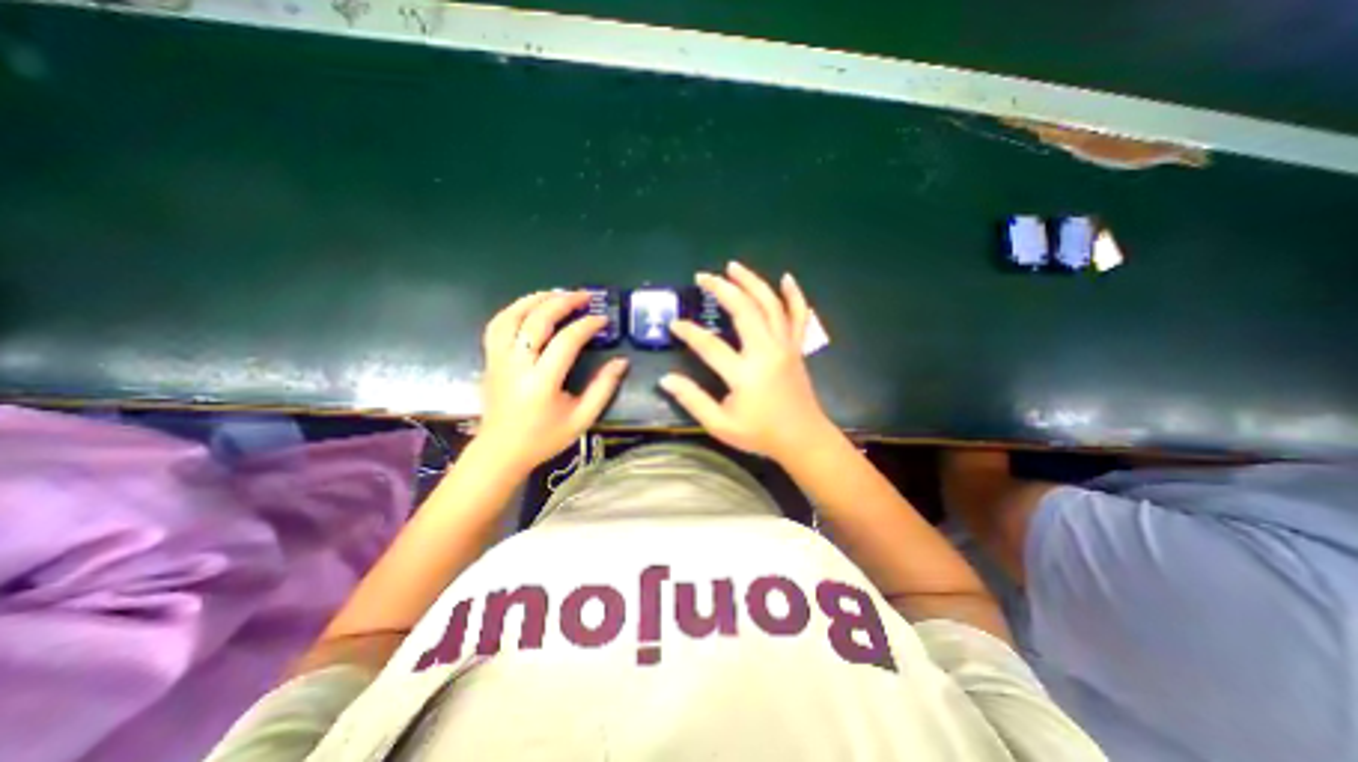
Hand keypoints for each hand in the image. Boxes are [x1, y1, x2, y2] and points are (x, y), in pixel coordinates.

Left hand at [473, 287, 626, 470]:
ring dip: (535, 299)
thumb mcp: (582, 418)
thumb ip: (603, 388)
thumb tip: (621, 361)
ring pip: (512, 316)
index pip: (566, 340)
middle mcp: (517, 365)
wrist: (501, 451)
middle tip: (584, 296)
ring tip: (557, 293)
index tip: (603, 320)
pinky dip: (514, 309)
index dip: (587, 325)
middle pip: (537, 320)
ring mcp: (498, 360)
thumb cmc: (544, 438)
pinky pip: (497, 325)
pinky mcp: (489, 359)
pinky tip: (530, 307)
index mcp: (542, 382)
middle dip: (563, 302)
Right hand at [663, 262, 839, 460]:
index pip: (709, 345)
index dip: (689, 332)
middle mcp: (766, 352)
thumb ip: (693, 400)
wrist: (803, 439)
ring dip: (752, 282)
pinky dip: (794, 295)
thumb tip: (665, 379)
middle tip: (703, 277)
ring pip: (770, 305)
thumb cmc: (760, 434)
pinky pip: (799, 316)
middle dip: (722, 289)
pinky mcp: (797, 347)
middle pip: (744, 310)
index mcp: (745, 374)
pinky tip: (787, 278)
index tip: (674, 324)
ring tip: (733, 266)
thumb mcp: (720, 425)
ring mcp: (785, 346)